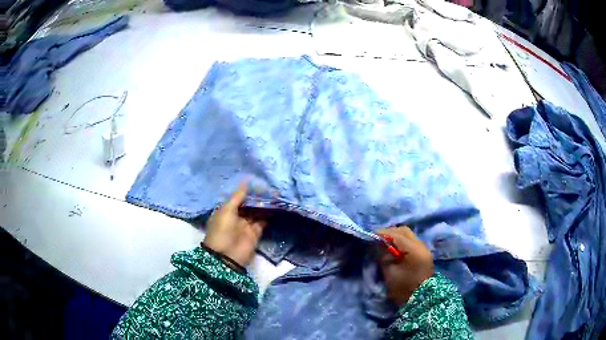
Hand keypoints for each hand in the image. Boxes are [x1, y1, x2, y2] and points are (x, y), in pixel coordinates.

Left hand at [203, 182, 266, 266]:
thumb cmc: (222, 230)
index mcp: (226, 210)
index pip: (237, 197)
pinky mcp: (256, 232)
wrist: (227, 255)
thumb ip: (237, 196)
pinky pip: (263, 221)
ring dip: (264, 204)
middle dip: (257, 196)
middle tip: (269, 186)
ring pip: (257, 211)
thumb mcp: (226, 210)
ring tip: (274, 193)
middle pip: (248, 203)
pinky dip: (269, 214)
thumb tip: (245, 181)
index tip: (257, 181)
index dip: (246, 190)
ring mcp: (246, 224)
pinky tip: (276, 205)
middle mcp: (236, 216)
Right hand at [377, 226, 433, 306]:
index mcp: (414, 250)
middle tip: (377, 238)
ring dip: (395, 237)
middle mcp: (421, 246)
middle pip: (404, 231)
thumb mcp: (390, 273)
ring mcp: (423, 250)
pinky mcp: (422, 255)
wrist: (421, 300)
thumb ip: (383, 256)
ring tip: (383, 243)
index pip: (397, 235)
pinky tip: (392, 249)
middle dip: (390, 232)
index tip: (370, 235)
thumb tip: (377, 245)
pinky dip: (400, 243)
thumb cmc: (404, 288)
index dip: (383, 233)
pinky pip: (410, 242)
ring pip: (408, 236)